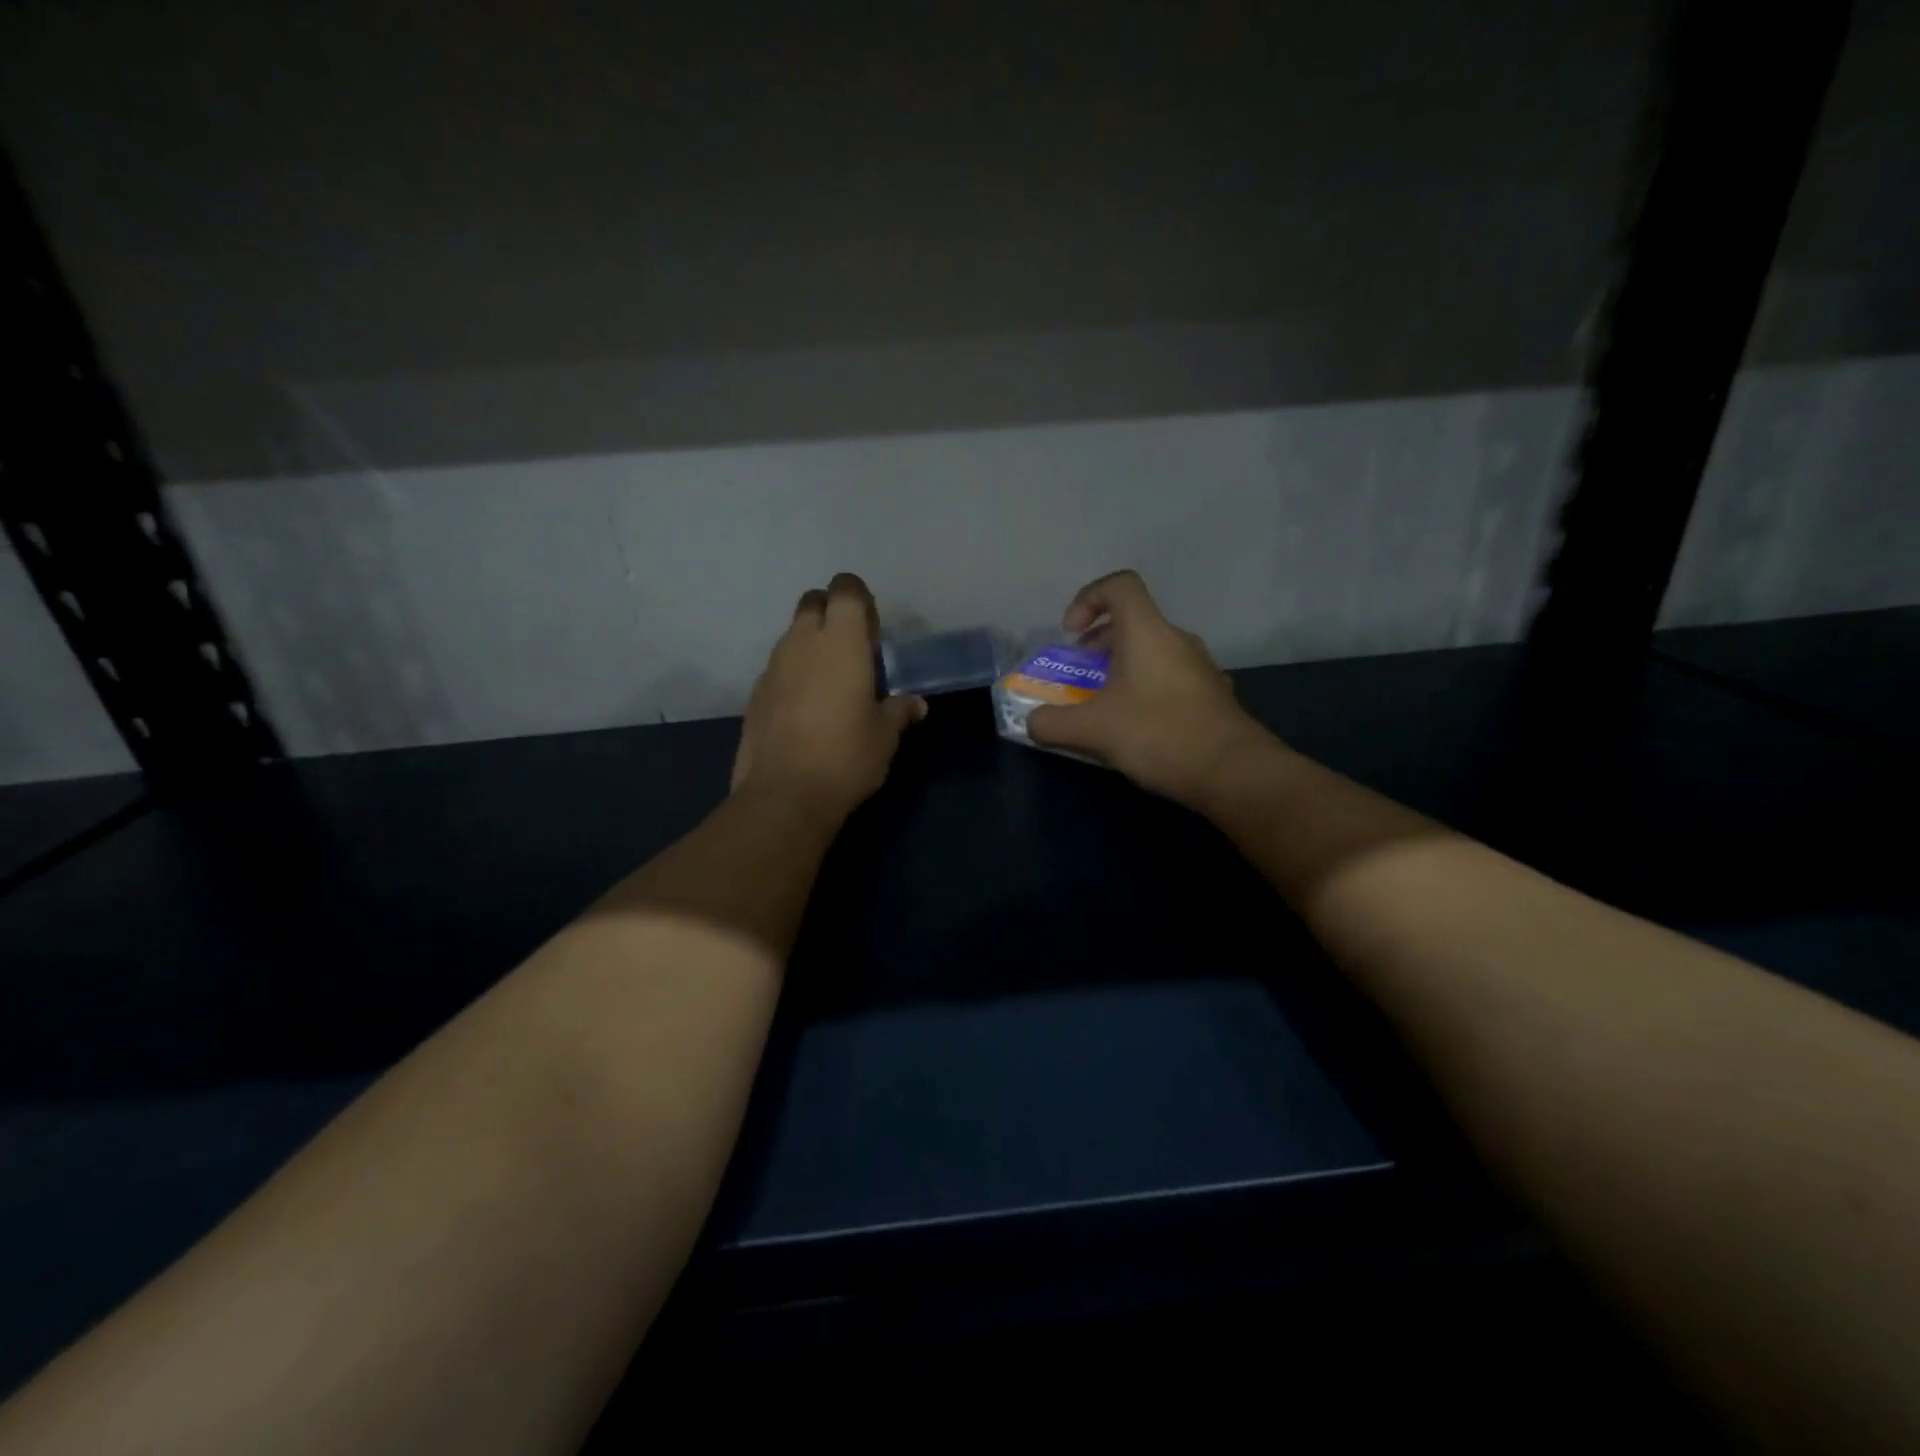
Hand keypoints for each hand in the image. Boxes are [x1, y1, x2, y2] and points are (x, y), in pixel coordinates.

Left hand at [731, 573, 926, 817]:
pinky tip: (805, 710)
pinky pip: (777, 669)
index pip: (845, 589)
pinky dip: (793, 675)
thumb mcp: (885, 735)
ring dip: (811, 646)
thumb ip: (900, 710)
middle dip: (831, 613)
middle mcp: (802, 642)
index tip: (872, 629)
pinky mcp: (754, 694)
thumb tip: (916, 704)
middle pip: (812, 603)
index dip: (859, 598)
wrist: (785, 795)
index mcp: (841, 641)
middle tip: (852, 650)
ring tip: (831, 683)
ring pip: (792, 636)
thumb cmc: (847, 755)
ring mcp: (772, 667)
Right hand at [1026, 570, 1268, 805]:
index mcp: (1148, 632)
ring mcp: (1199, 668)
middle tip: (1078, 677)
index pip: (1119, 586)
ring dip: (1121, 670)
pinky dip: (1145, 690)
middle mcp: (1177, 641)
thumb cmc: (1158, 734)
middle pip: (1132, 623)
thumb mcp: (1092, 730)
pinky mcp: (1211, 696)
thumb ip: (1052, 723)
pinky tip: (1136, 727)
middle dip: (1097, 645)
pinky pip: (1169, 679)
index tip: (1070, 635)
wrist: (1232, 772)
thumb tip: (1032, 723)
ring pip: (1151, 653)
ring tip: (1103, 706)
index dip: (1088, 599)